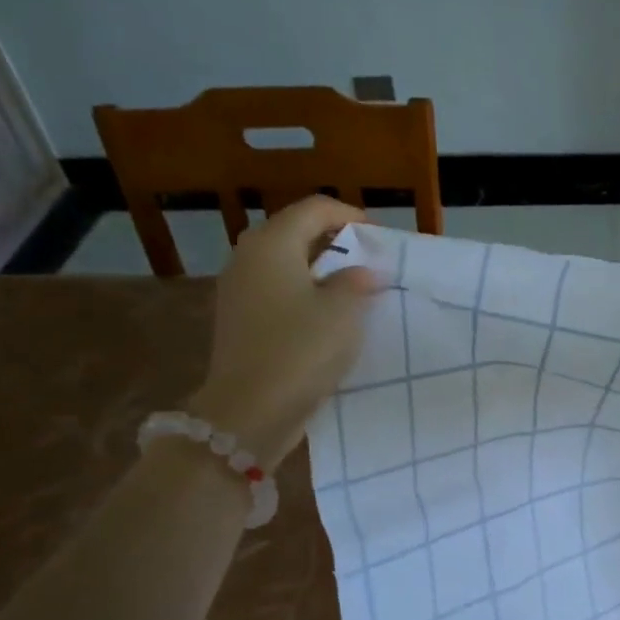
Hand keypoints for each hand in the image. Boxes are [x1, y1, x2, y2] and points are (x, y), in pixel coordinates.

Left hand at [188, 197, 377, 467]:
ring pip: (286, 264)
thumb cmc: (301, 351)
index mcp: (272, 244)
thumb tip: (363, 271)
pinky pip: (278, 292)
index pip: (315, 209)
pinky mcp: (240, 321)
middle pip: (296, 233)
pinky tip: (328, 317)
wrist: (250, 410)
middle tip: (370, 261)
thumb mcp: (343, 312)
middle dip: (335, 242)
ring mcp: (239, 291)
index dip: (350, 217)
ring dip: (321, 270)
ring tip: (355, 290)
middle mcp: (249, 258)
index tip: (380, 238)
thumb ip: (356, 282)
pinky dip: (305, 294)